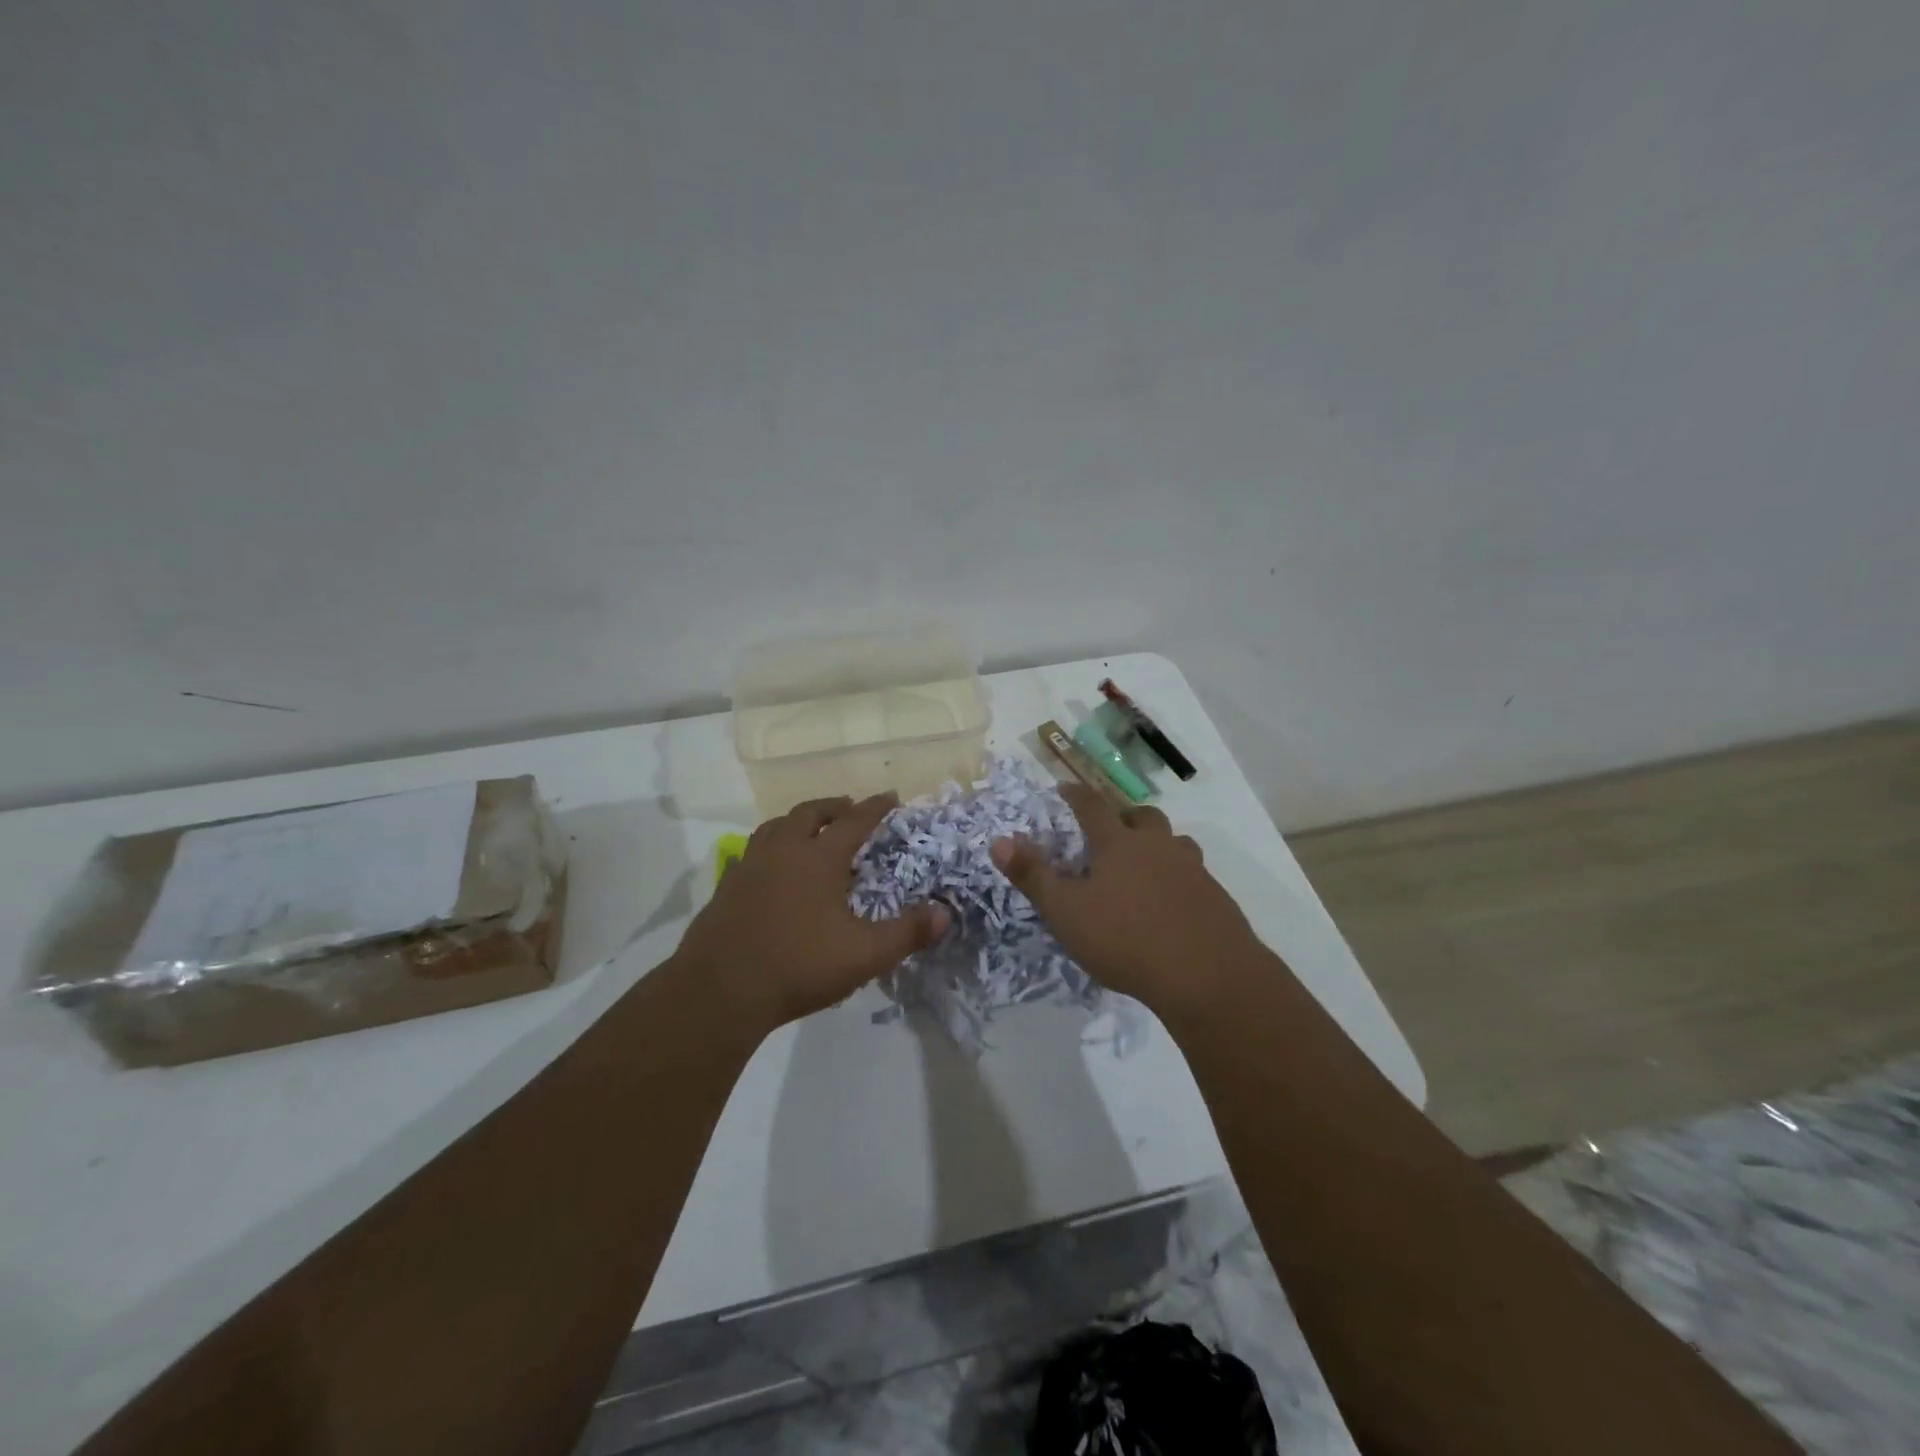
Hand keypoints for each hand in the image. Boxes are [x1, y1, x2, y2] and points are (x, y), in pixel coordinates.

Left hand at [677, 795, 949, 1033]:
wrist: (720, 990)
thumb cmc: (799, 965)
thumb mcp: (865, 954)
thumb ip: (908, 933)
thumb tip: (945, 913)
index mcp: (818, 858)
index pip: (854, 821)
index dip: (875, 807)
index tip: (891, 796)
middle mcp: (783, 851)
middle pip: (809, 813)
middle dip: (833, 806)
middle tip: (849, 808)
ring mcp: (749, 867)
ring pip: (774, 827)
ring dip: (797, 821)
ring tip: (809, 829)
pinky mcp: (726, 888)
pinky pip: (751, 852)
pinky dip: (769, 847)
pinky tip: (771, 868)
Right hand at [990, 784, 1267, 1015]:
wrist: (1207, 975)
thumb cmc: (1125, 939)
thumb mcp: (1066, 912)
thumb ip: (1032, 876)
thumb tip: (999, 840)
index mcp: (1118, 844)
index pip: (1092, 806)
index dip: (1076, 794)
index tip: (1065, 787)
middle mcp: (1157, 847)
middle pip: (1143, 816)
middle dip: (1124, 816)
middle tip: (1111, 829)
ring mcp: (1192, 870)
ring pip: (1175, 841)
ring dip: (1158, 844)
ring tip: (1145, 863)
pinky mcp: (1216, 897)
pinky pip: (1194, 873)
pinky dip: (1179, 876)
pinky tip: (1172, 902)